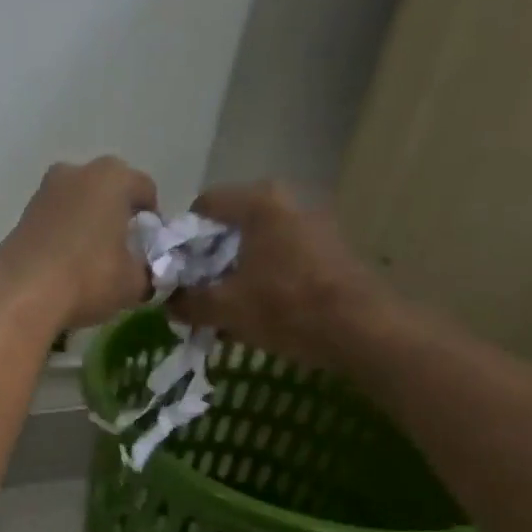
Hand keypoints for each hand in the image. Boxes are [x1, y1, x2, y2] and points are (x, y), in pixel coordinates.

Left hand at [0, 156, 157, 329]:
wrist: (20, 295)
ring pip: (78, 204)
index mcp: (112, 177)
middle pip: (108, 191)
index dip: (152, 220)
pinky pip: (54, 222)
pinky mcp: (21, 216)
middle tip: (121, 251)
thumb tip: (147, 273)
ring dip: (87, 225)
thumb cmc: (88, 278)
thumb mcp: (133, 283)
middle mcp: (76, 172)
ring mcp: (44, 192)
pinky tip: (64, 265)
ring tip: (90, 261)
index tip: (149, 247)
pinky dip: (62, 236)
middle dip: (117, 216)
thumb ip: (149, 272)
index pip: (145, 190)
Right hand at [169, 182, 397, 369]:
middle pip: (231, 224)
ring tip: (224, 306)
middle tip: (197, 291)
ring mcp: (312, 224)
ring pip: (257, 243)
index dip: (183, 237)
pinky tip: (256, 310)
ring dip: (235, 270)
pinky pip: (280, 256)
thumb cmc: (285, 307)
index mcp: (258, 203)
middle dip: (209, 258)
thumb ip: (188, 302)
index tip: (177, 270)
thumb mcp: (224, 308)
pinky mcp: (329, 249)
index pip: (204, 205)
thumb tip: (170, 302)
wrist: (361, 329)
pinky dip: (262, 277)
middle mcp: (287, 201)